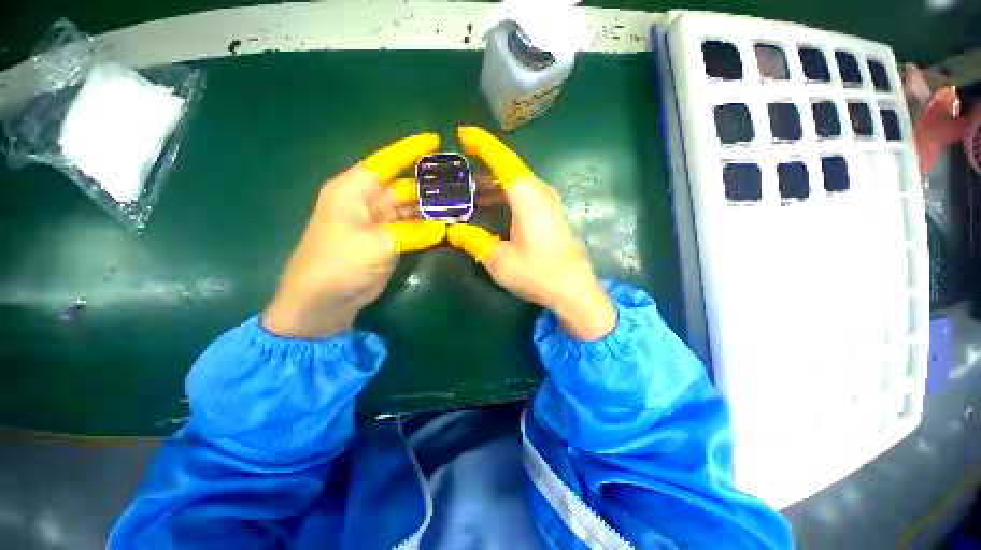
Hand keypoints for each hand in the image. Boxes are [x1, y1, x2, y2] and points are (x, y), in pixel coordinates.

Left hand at [262, 134, 446, 337]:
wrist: (321, 302)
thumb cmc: (339, 264)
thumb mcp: (377, 244)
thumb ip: (413, 232)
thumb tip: (444, 227)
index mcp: (354, 190)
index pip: (385, 162)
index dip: (410, 150)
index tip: (435, 140)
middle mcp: (366, 202)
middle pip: (403, 187)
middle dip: (430, 186)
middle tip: (460, 184)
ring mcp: (377, 223)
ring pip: (409, 209)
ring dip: (431, 209)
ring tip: (459, 204)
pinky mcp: (385, 241)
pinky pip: (410, 228)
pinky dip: (427, 227)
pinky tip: (446, 225)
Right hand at [447, 127, 615, 340]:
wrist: (574, 291)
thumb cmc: (537, 273)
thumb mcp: (498, 259)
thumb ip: (473, 240)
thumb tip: (452, 231)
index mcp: (527, 196)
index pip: (502, 159)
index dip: (482, 145)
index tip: (463, 134)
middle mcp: (540, 192)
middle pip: (508, 170)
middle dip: (482, 169)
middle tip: (457, 174)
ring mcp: (548, 203)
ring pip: (515, 185)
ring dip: (492, 187)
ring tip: (467, 193)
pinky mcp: (550, 216)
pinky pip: (523, 197)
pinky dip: (504, 198)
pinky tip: (489, 208)